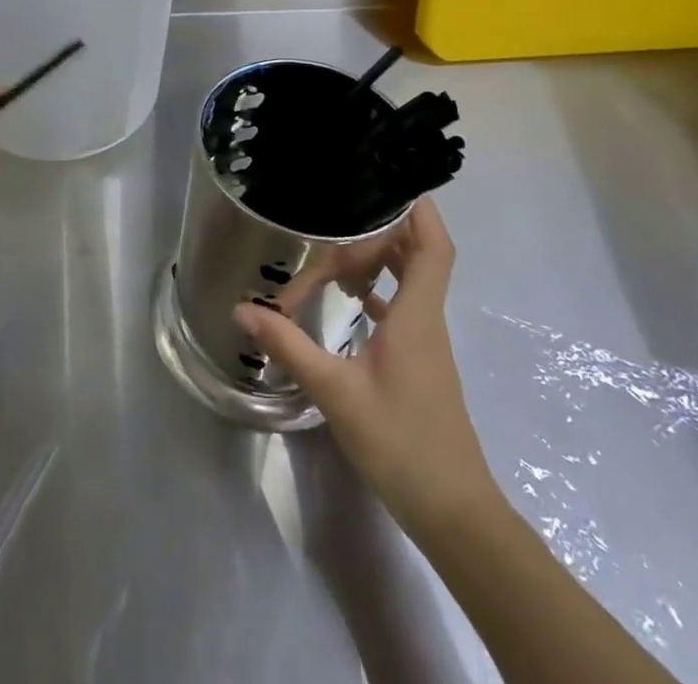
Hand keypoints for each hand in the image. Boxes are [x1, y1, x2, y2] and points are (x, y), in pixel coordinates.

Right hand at [233, 197, 500, 537]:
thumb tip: (243, 308)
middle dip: (376, 236)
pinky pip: (401, 309)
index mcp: (417, 315)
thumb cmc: (401, 444)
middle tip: (331, 234)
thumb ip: (289, 345)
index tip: (389, 183)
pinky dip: (377, 293)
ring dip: (376, 262)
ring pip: (408, 281)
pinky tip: (347, 302)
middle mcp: (427, 320)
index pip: (434, 246)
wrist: (454, 514)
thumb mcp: (336, 392)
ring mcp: (425, 343)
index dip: (420, 210)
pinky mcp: (419, 363)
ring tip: (332, 258)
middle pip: (415, 255)